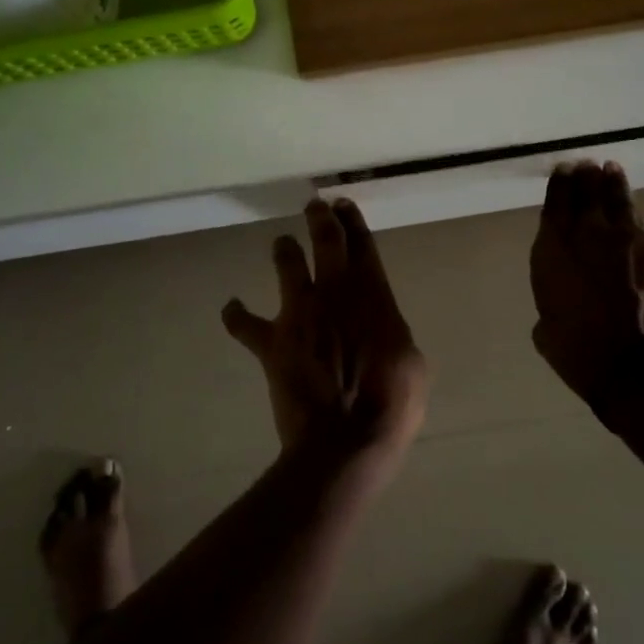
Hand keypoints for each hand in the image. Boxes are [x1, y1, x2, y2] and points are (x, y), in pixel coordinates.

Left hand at [223, 198, 428, 461]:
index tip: (344, 204)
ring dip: (284, 250)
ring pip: (287, 264)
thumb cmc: (391, 404)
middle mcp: (333, 293)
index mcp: (373, 295)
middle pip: (325, 241)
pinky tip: (232, 308)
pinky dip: (236, 315)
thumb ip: (392, 335)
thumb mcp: (412, 364)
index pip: (363, 245)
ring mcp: (299, 314)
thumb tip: (381, 331)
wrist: (345, 439)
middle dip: (320, 218)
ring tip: (283, 244)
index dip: (353, 221)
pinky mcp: (272, 343)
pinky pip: (244, 324)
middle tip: (315, 205)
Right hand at [530, 161, 643, 405]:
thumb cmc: (580, 353)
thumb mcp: (546, 328)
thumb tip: (562, 298)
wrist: (638, 368)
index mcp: (555, 248)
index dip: (559, 183)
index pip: (555, 202)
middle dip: (586, 176)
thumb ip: (552, 300)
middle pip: (588, 192)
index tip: (563, 169)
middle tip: (586, 164)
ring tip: (612, 168)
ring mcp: (632, 237)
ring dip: (615, 181)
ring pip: (622, 198)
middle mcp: (591, 232)